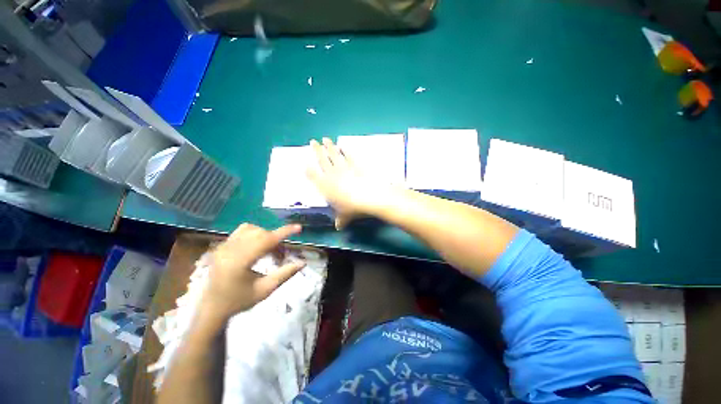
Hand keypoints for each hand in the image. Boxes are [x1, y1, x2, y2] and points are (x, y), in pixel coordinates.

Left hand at [200, 223, 304, 320]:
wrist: (214, 305)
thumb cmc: (239, 301)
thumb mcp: (264, 291)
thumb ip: (283, 275)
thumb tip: (302, 263)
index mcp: (240, 260)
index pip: (266, 240)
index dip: (284, 232)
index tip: (298, 228)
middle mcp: (230, 248)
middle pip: (258, 233)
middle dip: (274, 239)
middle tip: (283, 255)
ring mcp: (224, 245)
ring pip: (248, 229)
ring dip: (263, 235)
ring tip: (270, 250)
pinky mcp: (221, 245)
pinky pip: (239, 232)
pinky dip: (252, 235)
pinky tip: (257, 248)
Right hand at [306, 138, 398, 228]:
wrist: (369, 196)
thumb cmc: (352, 208)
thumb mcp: (345, 216)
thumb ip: (340, 219)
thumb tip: (338, 226)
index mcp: (325, 187)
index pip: (313, 176)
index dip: (308, 170)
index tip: (305, 164)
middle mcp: (331, 175)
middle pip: (322, 160)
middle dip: (317, 150)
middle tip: (313, 141)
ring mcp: (343, 167)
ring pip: (334, 154)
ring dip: (329, 146)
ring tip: (325, 139)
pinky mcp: (355, 164)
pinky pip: (348, 155)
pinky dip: (344, 150)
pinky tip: (342, 146)